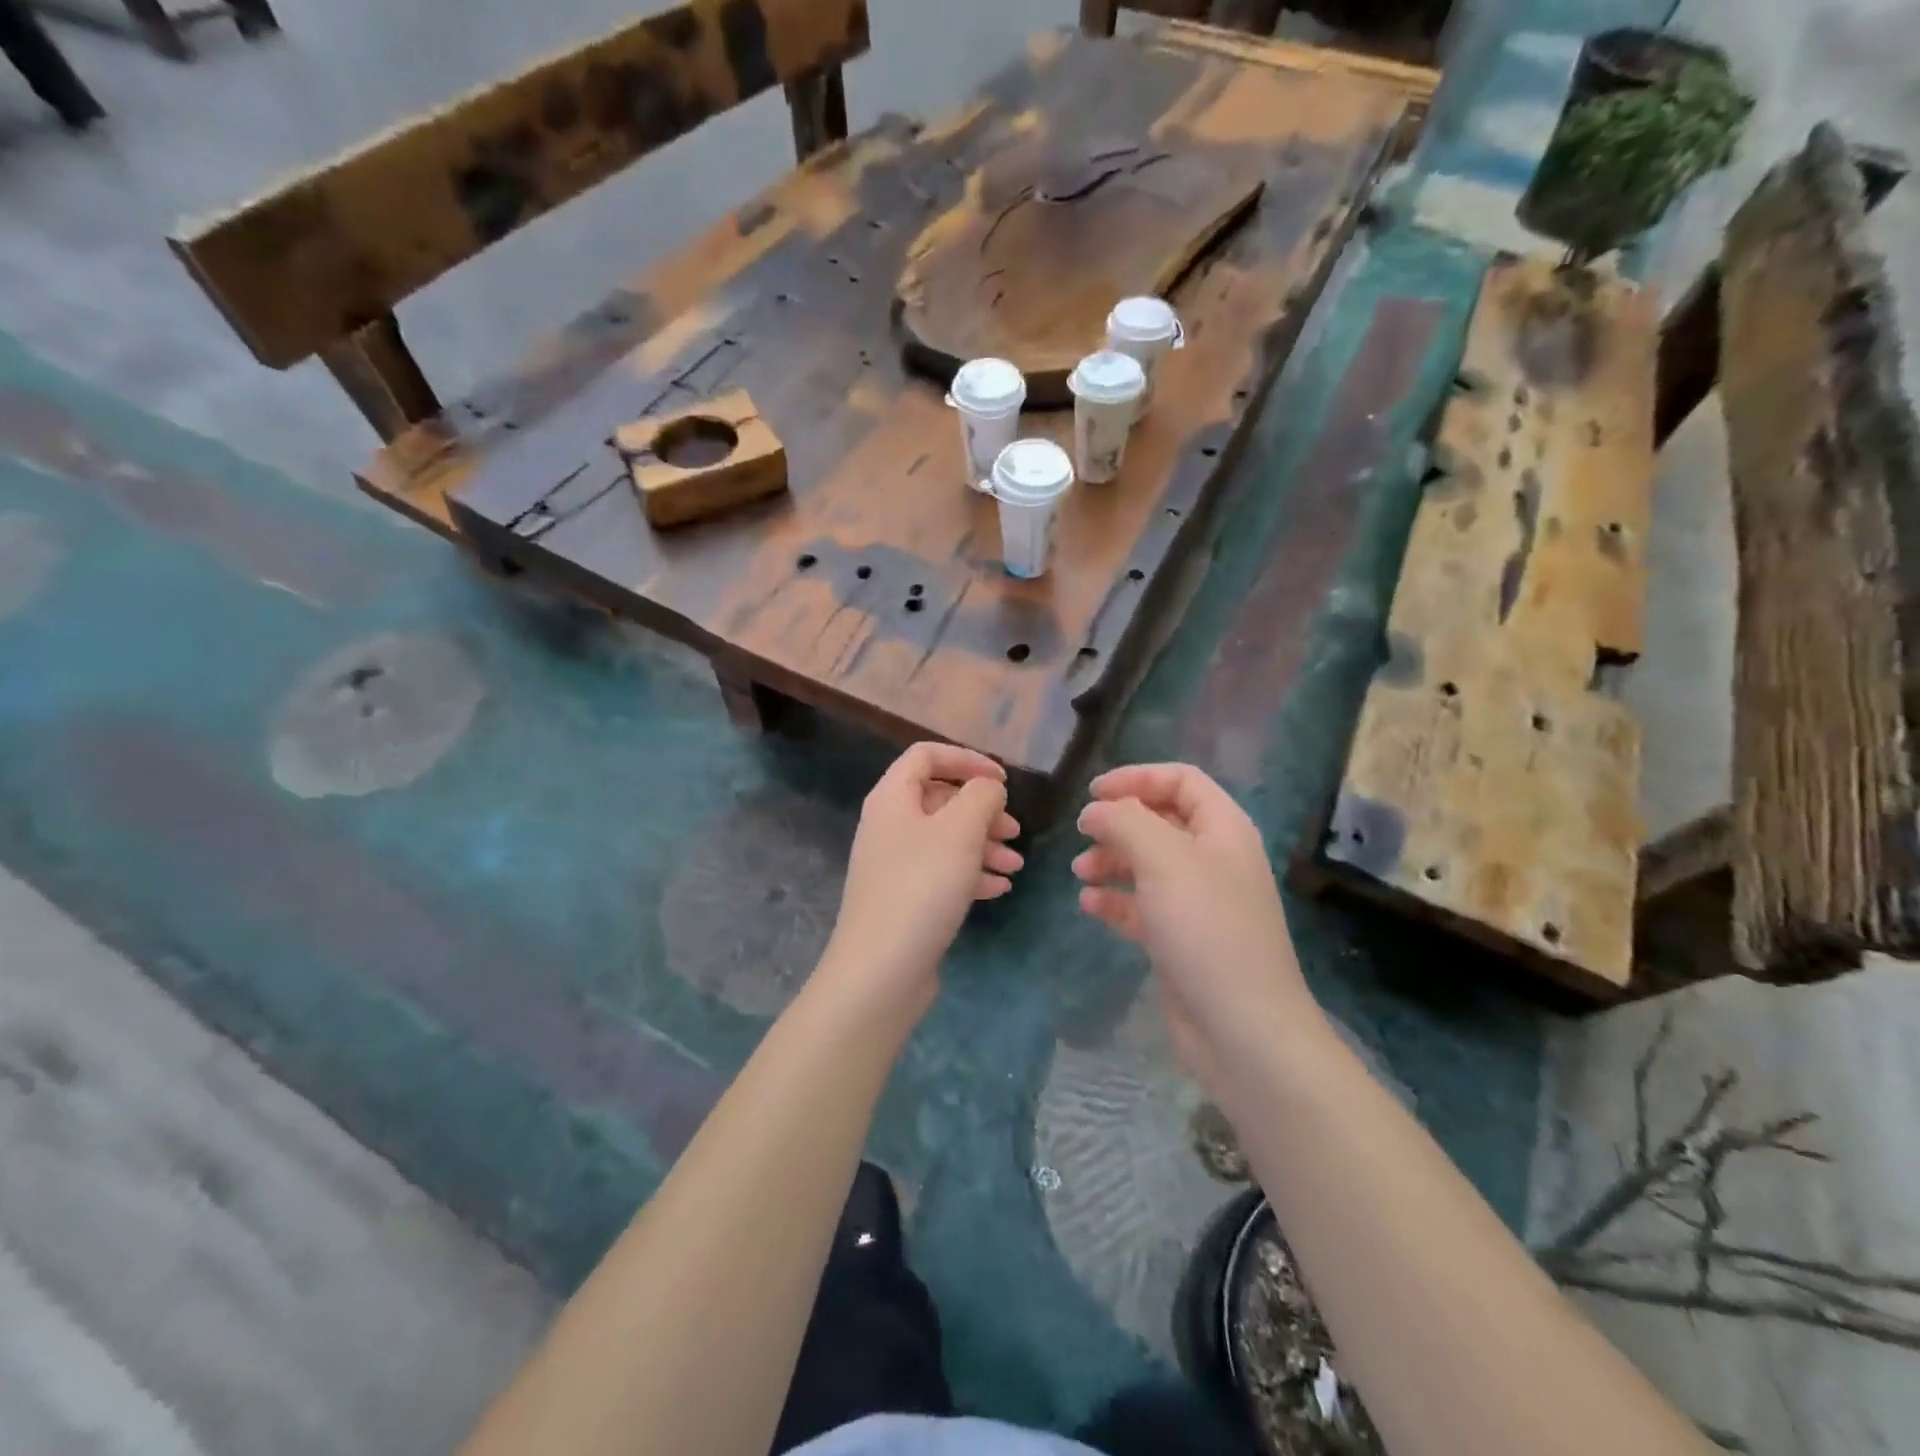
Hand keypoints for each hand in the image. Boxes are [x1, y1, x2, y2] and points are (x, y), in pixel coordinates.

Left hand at [822, 743, 1022, 1019]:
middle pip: (940, 799)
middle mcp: (888, 825)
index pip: (927, 755)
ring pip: (945, 839)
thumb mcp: (960, 831)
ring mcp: (894, 864)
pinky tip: (998, 889)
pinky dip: (971, 874)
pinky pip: (941, 873)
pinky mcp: (903, 898)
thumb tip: (987, 787)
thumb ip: (981, 796)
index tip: (1002, 781)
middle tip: (1014, 830)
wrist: (880, 970)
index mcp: (892, 798)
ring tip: (1016, 866)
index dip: (967, 759)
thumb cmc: (921, 887)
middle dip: (982, 811)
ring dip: (983, 846)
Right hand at [1073, 764, 1316, 1092]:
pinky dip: (1115, 901)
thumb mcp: (1163, 859)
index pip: (1181, 781)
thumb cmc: (1206, 928)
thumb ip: (1125, 821)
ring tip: (1081, 873)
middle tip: (1082, 835)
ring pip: (1147, 864)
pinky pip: (1143, 906)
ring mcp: (1198, 902)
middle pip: (1160, 821)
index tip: (1093, 794)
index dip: (1137, 778)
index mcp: (1223, 829)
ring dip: (1111, 861)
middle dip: (1118, 824)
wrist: (1242, 1029)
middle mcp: (1213, 859)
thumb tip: (1095, 811)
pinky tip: (1089, 907)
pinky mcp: (1181, 939)